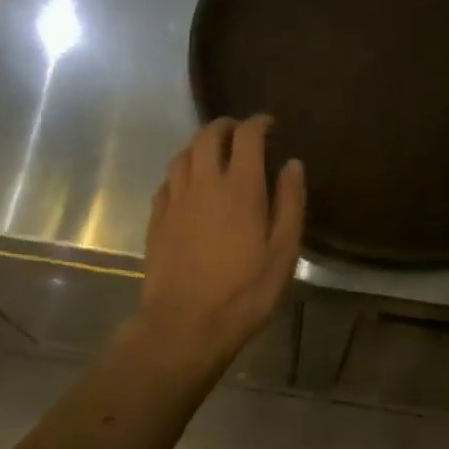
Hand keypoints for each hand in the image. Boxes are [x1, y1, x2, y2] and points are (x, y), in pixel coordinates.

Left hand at [139, 116, 304, 365]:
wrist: (185, 326)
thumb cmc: (244, 292)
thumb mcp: (283, 252)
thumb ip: (290, 203)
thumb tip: (292, 164)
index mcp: (240, 187)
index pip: (247, 136)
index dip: (258, 123)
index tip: (269, 124)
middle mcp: (204, 184)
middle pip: (208, 135)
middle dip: (225, 126)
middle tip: (240, 132)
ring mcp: (175, 201)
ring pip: (183, 155)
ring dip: (200, 145)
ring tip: (214, 154)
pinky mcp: (156, 220)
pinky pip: (167, 182)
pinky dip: (181, 172)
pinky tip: (188, 185)